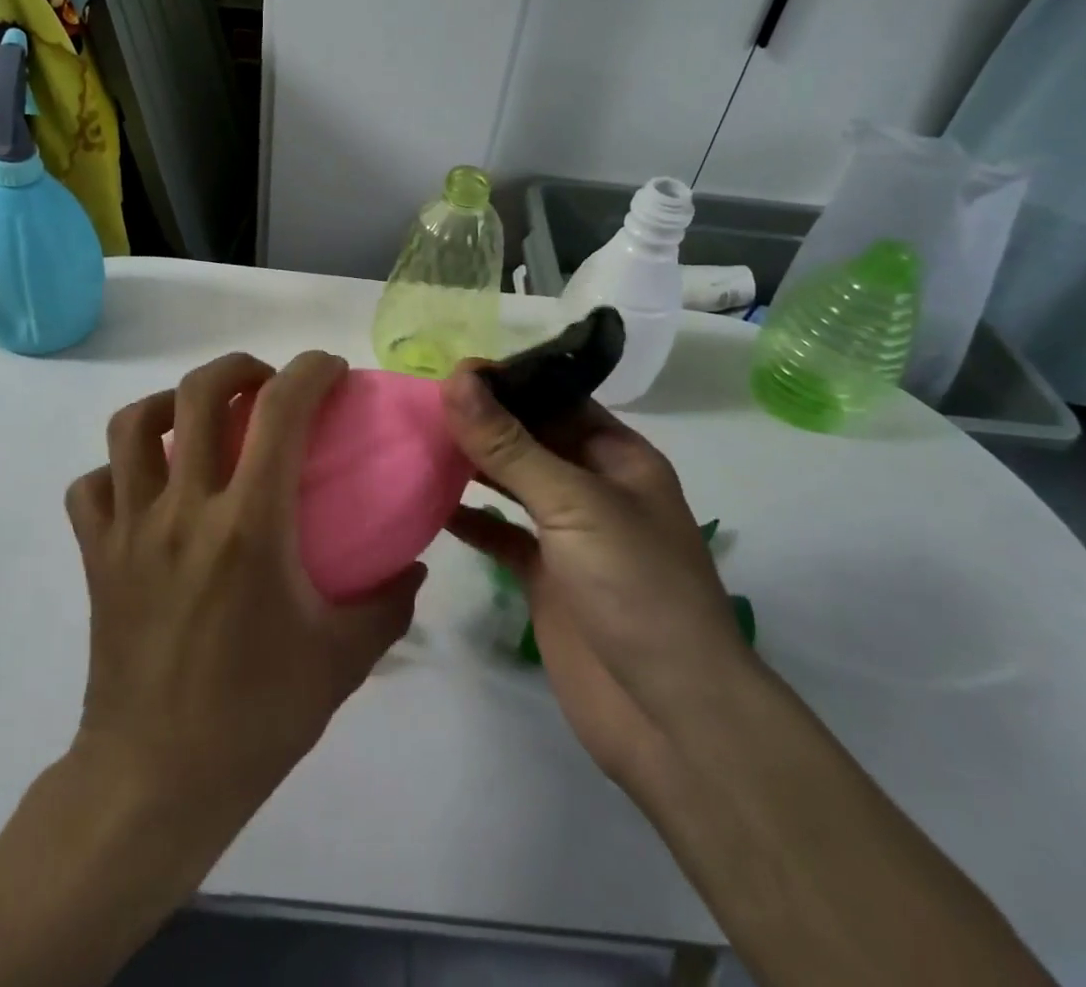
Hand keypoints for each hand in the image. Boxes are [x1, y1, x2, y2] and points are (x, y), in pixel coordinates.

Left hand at [65, 351, 423, 829]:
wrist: (155, 780)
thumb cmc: (255, 717)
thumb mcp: (342, 660)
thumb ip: (388, 604)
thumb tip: (413, 565)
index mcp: (249, 526)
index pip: (280, 411)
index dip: (309, 372)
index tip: (329, 370)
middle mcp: (183, 509)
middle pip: (197, 393)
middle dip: (239, 368)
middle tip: (266, 384)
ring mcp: (130, 528)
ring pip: (132, 425)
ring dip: (171, 403)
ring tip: (199, 419)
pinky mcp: (96, 555)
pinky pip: (92, 485)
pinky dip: (118, 470)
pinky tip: (147, 486)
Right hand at [441, 368, 755, 791]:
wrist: (670, 716)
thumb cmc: (636, 587)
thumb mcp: (573, 503)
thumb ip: (509, 444)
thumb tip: (457, 378)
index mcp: (617, 457)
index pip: (556, 398)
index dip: (508, 381)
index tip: (449, 369)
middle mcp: (593, 487)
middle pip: (530, 438)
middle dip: (482, 419)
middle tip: (419, 401)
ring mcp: (567, 534)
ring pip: (511, 483)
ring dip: (469, 463)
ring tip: (415, 439)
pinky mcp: (543, 576)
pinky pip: (498, 533)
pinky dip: (467, 518)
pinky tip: (427, 502)